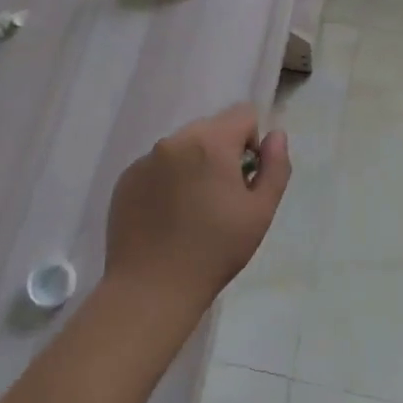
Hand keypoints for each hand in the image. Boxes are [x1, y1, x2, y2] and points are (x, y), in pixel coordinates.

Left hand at [104, 104, 290, 316]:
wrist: (152, 289)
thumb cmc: (215, 251)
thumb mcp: (261, 212)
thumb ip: (275, 166)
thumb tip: (275, 135)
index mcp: (211, 142)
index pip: (243, 114)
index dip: (252, 142)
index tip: (245, 179)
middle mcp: (175, 140)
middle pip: (212, 128)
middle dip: (222, 153)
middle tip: (221, 198)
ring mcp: (146, 158)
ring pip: (183, 146)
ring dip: (194, 164)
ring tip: (193, 210)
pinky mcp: (127, 178)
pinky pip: (157, 165)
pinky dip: (168, 180)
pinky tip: (167, 216)